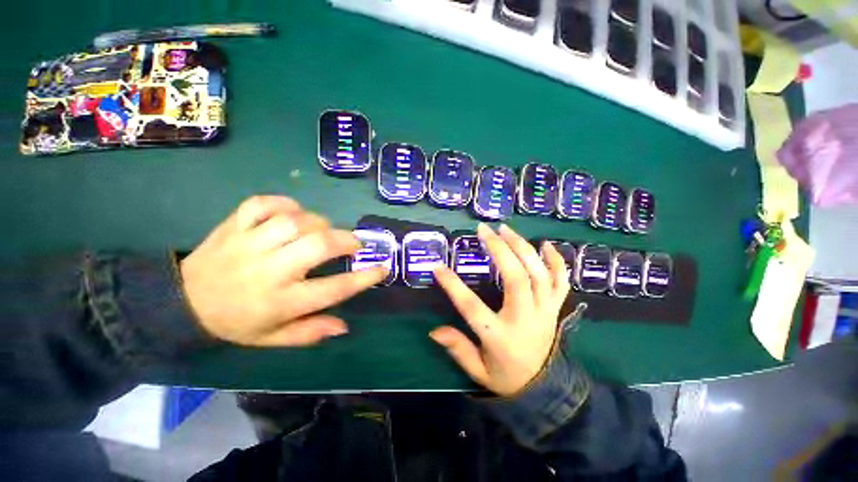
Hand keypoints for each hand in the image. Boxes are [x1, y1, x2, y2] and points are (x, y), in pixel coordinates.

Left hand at [180, 196, 386, 346]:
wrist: (180, 303)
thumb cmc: (235, 322)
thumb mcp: (272, 339)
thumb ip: (310, 332)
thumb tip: (344, 326)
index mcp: (280, 302)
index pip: (332, 290)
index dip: (363, 278)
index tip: (382, 268)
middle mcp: (268, 271)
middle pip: (317, 246)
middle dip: (345, 240)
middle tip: (354, 244)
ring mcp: (248, 244)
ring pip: (294, 222)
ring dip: (319, 223)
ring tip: (323, 230)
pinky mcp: (233, 225)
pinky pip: (264, 204)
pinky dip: (285, 203)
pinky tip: (293, 213)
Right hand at [430, 223, 570, 396]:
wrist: (544, 388)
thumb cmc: (506, 376)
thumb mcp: (478, 370)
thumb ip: (458, 349)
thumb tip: (434, 330)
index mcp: (500, 337)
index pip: (472, 307)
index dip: (453, 286)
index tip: (438, 267)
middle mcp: (525, 319)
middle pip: (515, 278)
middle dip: (499, 249)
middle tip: (483, 230)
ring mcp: (545, 311)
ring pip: (538, 273)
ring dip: (522, 247)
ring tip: (505, 229)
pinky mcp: (555, 308)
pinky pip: (561, 280)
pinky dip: (556, 260)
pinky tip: (545, 244)